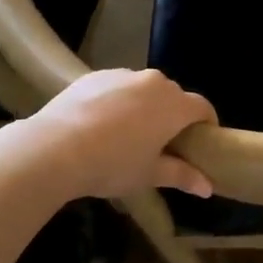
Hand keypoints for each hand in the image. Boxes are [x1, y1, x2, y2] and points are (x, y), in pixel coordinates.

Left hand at [22, 69, 216, 199]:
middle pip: (174, 96)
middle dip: (174, 115)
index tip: (201, 140)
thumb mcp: (149, 175)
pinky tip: (100, 123)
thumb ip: (182, 176)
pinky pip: (117, 86)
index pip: (202, 107)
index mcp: (175, 106)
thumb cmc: (112, 164)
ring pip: (144, 89)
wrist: (54, 148)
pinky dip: (118, 100)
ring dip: (145, 105)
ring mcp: (124, 75)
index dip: (206, 123)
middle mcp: (155, 82)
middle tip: (162, 142)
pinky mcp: (96, 75)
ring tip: (128, 132)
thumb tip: (208, 187)